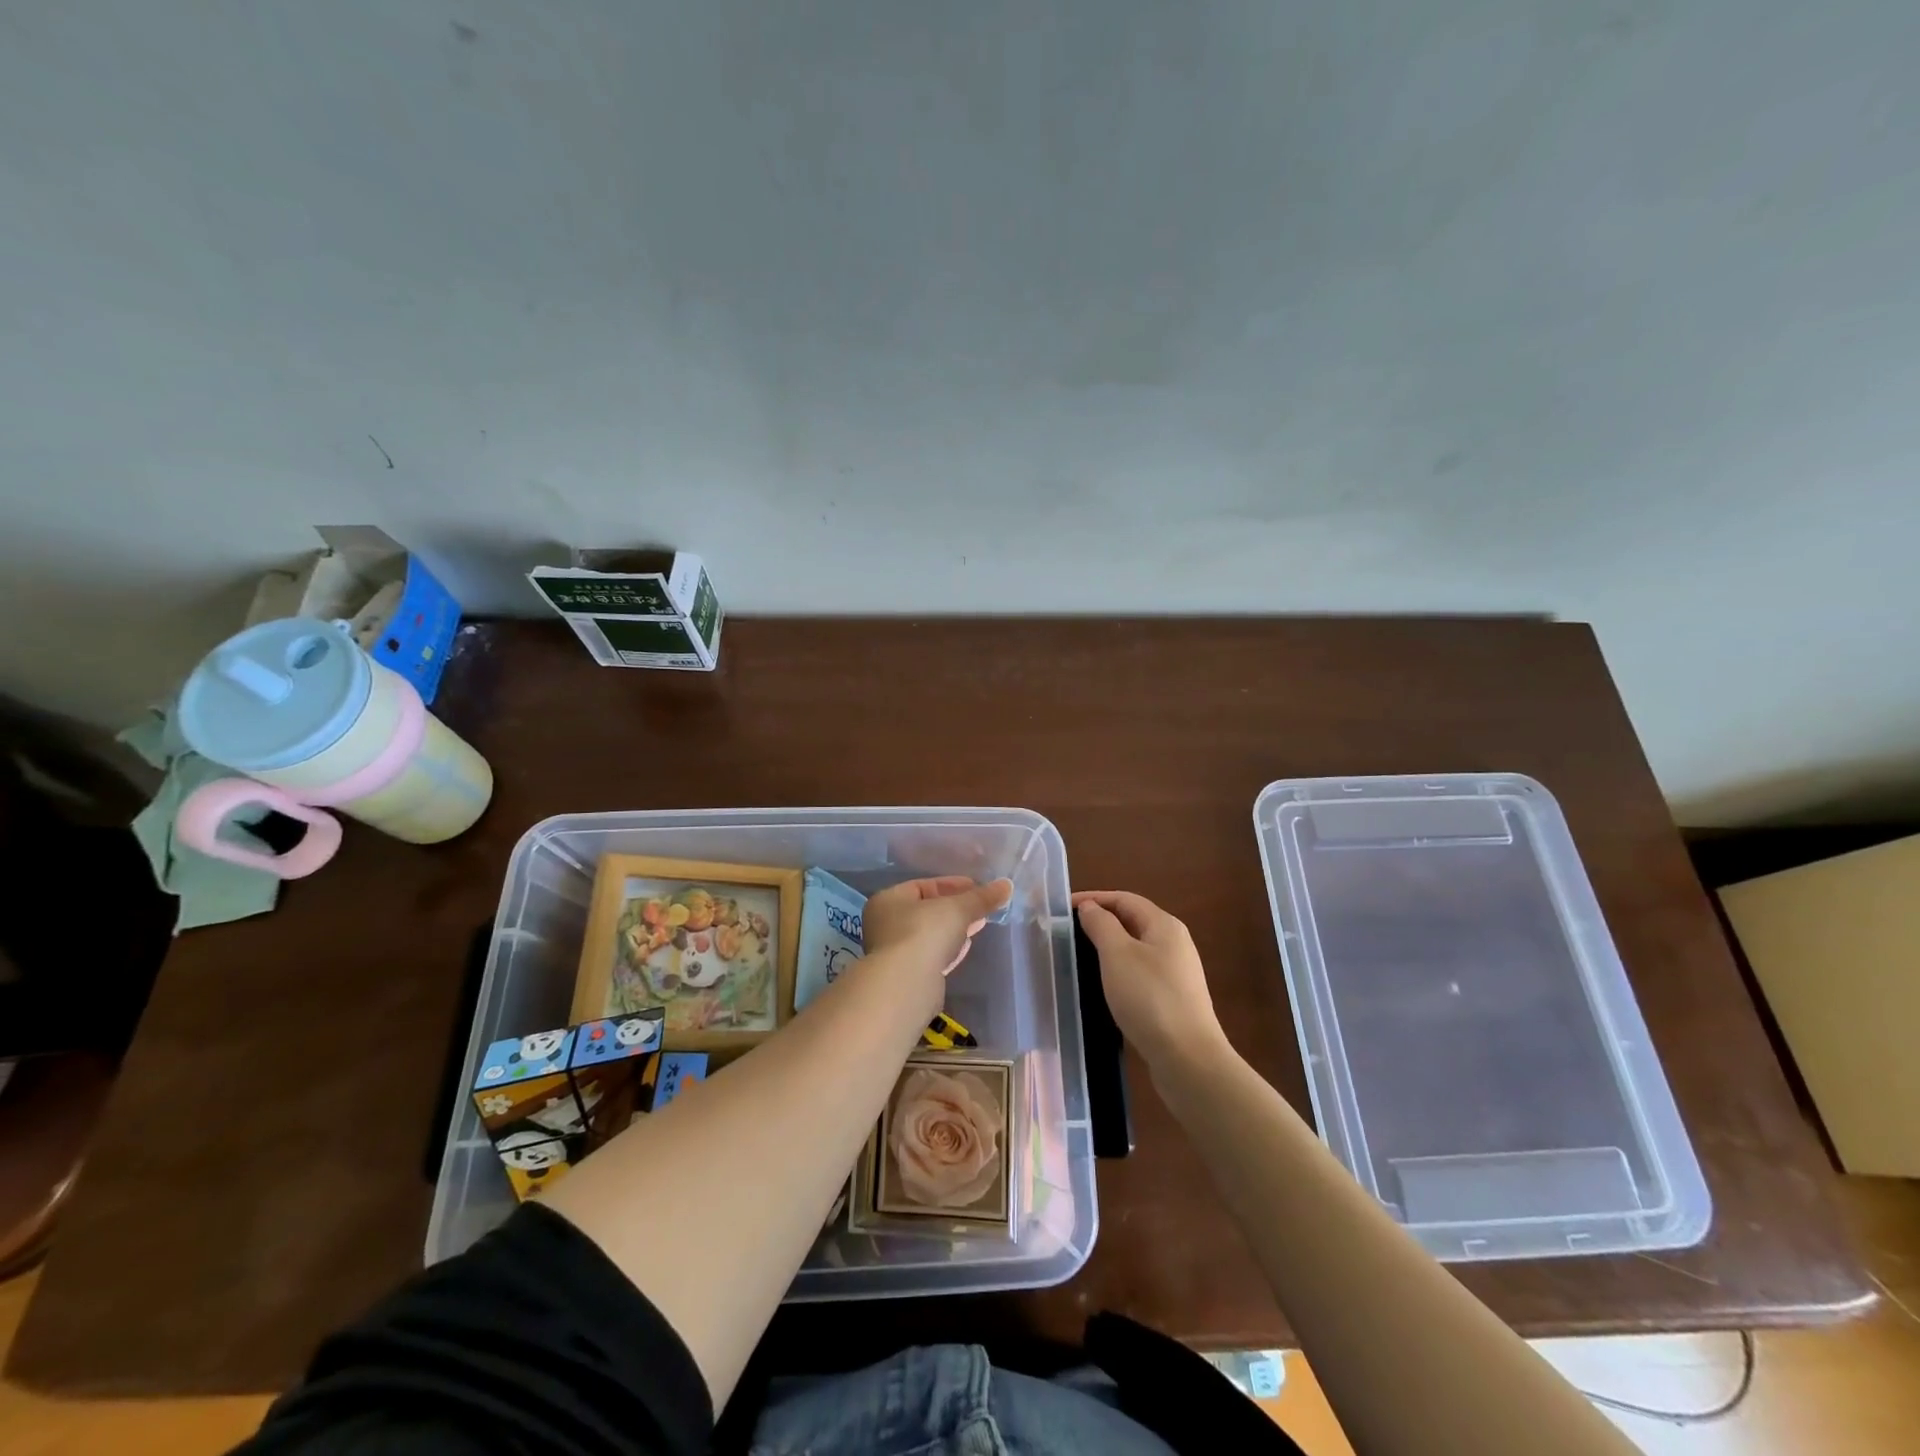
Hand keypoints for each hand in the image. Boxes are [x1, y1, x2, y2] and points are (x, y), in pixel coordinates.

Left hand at [862, 876, 1013, 979]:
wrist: (906, 985)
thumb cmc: (924, 933)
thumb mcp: (958, 909)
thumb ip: (981, 898)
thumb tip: (1007, 885)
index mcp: (889, 900)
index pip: (923, 886)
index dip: (952, 885)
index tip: (977, 887)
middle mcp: (886, 924)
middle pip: (927, 911)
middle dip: (956, 908)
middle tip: (981, 907)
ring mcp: (894, 952)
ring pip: (930, 935)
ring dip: (953, 930)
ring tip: (978, 925)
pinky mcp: (906, 976)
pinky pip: (931, 956)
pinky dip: (947, 949)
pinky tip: (964, 948)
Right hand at [1072, 890, 1226, 1069]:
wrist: (1188, 1058)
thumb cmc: (1149, 997)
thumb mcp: (1117, 954)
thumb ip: (1101, 925)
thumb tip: (1090, 907)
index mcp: (1164, 925)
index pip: (1124, 899)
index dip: (1093, 898)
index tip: (1063, 908)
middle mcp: (1174, 942)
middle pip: (1132, 920)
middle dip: (1101, 920)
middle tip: (1069, 930)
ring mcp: (1176, 972)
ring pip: (1136, 947)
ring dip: (1109, 945)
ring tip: (1081, 954)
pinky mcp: (1173, 998)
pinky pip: (1140, 971)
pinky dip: (1119, 968)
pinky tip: (1105, 983)